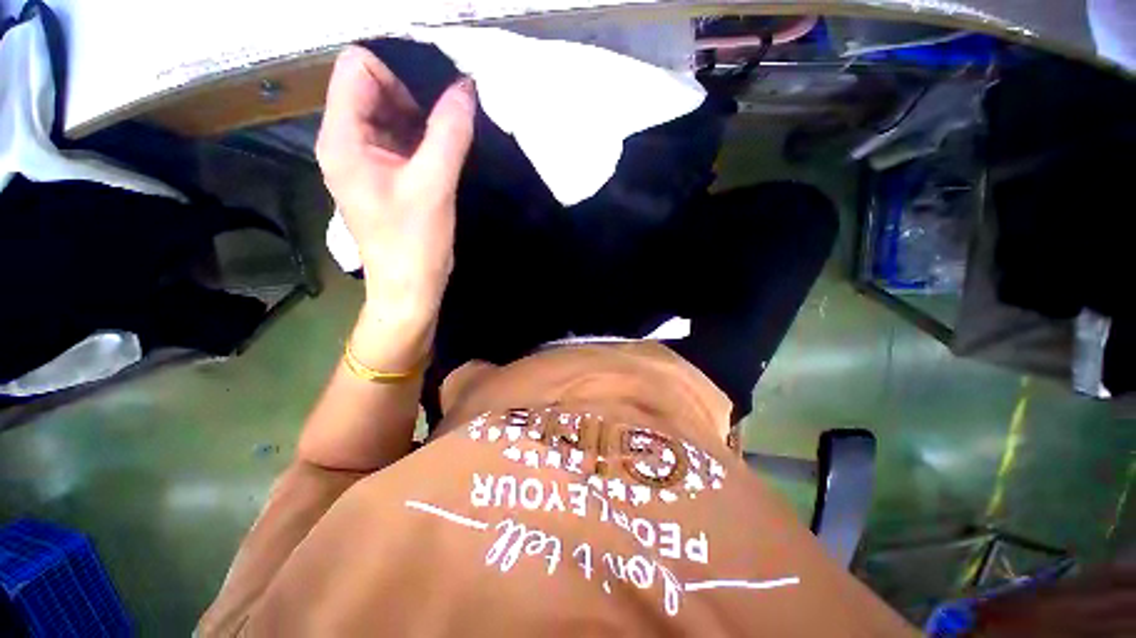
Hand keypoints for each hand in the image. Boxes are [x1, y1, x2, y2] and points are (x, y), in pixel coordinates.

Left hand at [316, 45, 475, 329]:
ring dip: (421, 117)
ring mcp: (363, 159)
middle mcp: (344, 141)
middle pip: (372, 86)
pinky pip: (398, 139)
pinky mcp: (381, 175)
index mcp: (342, 137)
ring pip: (388, 113)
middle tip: (449, 119)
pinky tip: (443, 153)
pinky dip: (421, 137)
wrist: (409, 288)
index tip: (435, 97)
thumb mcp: (434, 185)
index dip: (398, 71)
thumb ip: (450, 132)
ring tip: (450, 137)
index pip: (358, 66)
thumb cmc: (414, 243)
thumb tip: (466, 87)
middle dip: (413, 94)